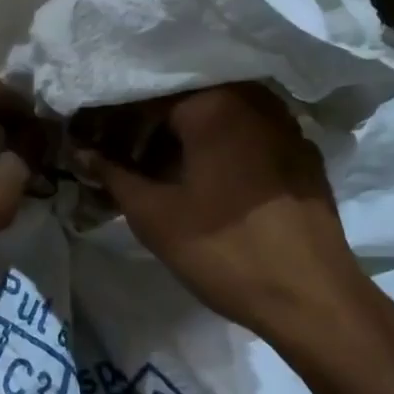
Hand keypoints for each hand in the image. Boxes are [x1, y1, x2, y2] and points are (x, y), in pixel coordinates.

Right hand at [78, 83, 367, 338]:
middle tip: (121, 161)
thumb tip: (82, 152)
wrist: (311, 298)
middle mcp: (255, 100)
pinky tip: (204, 184)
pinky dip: (217, 149)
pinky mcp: (302, 154)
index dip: (113, 120)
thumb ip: (113, 175)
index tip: (93, 145)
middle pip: (184, 100)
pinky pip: (247, 136)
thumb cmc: (223, 250)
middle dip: (147, 128)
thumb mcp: (154, 215)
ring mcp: (285, 125)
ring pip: (217, 117)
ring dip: (182, 139)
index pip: (147, 95)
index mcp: (216, 103)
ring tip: (157, 175)